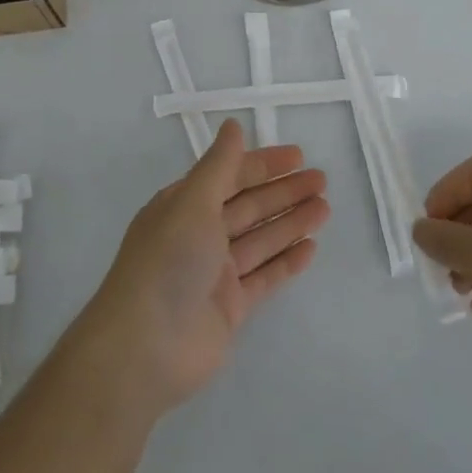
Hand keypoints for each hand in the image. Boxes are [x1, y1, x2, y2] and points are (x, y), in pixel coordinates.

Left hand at [69, 119, 327, 422]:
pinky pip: (264, 277)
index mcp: (183, 205)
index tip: (298, 156)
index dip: (263, 164)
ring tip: (325, 208)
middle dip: (284, 192)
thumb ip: (219, 166)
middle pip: (248, 206)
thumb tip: (232, 125)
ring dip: (291, 222)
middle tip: (322, 181)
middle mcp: (198, 234)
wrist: (145, 347)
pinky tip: (311, 248)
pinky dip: (286, 262)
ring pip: (260, 240)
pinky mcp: (230, 308)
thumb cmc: (167, 261)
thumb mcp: (192, 202)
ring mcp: (215, 273)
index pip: (229, 176)